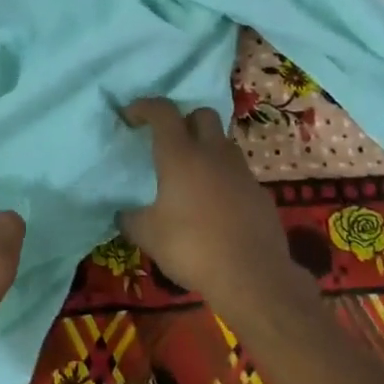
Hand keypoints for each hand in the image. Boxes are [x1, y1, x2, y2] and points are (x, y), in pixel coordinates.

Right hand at [121, 98, 289, 311]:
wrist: (252, 276)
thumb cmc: (192, 248)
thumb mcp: (147, 236)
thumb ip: (131, 218)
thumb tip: (123, 214)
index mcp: (180, 155)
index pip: (162, 111)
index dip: (144, 107)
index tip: (130, 116)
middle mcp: (213, 153)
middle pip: (202, 115)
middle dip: (184, 120)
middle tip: (169, 143)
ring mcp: (241, 172)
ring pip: (223, 143)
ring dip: (207, 149)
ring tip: (192, 176)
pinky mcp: (260, 193)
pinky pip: (238, 174)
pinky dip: (224, 180)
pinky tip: (216, 206)